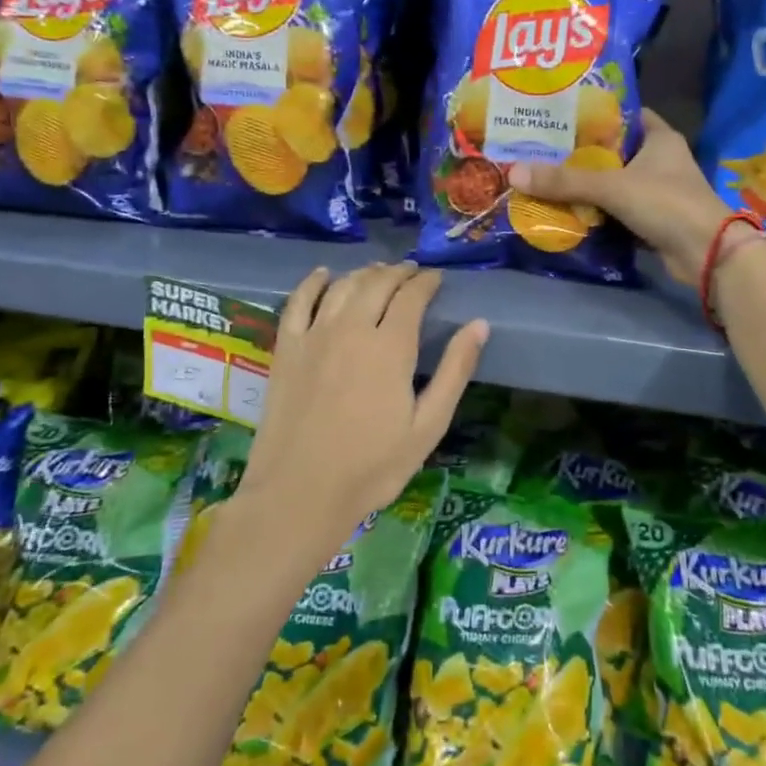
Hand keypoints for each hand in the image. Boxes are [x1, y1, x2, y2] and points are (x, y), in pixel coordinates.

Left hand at [234, 264, 487, 558]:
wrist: (299, 493)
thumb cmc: (372, 467)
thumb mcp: (428, 426)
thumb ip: (455, 371)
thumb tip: (479, 325)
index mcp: (391, 347)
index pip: (411, 296)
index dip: (426, 282)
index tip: (436, 278)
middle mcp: (352, 329)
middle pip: (377, 284)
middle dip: (398, 273)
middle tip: (412, 272)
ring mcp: (314, 336)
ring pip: (342, 286)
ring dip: (364, 273)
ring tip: (378, 272)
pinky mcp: (286, 349)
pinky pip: (297, 302)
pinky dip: (312, 282)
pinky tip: (323, 275)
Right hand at [508, 109, 731, 284]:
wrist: (707, 254)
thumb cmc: (666, 204)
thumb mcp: (613, 187)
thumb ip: (566, 180)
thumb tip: (514, 172)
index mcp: (659, 137)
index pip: (624, 113)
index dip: (595, 112)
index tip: (560, 114)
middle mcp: (660, 160)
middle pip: (613, 150)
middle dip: (581, 152)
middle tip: (541, 147)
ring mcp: (657, 191)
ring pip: (614, 181)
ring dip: (586, 184)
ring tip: (544, 176)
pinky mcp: (652, 219)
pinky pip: (616, 210)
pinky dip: (596, 211)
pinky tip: (565, 209)